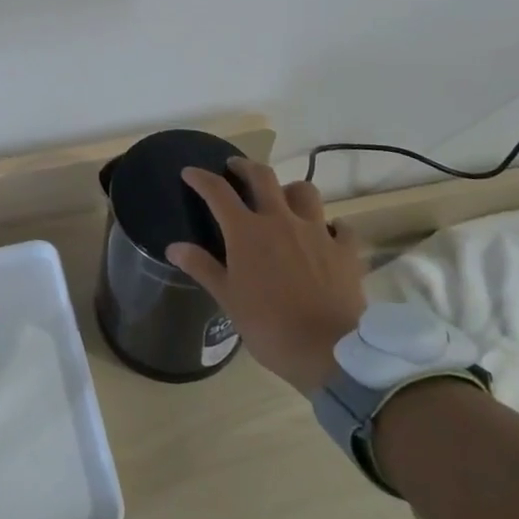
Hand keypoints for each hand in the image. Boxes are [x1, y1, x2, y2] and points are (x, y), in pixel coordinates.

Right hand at [169, 158, 367, 393]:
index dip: (201, 178)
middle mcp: (281, 221)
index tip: (190, 172)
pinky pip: (341, 227)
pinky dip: (332, 226)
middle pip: (262, 177)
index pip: (218, 192)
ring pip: (305, 191)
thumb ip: (202, 267)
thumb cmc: (269, 327)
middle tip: (235, 167)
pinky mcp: (345, 251)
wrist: (329, 352)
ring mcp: (317, 232)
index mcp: (247, 232)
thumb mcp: (228, 299)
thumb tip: (174, 246)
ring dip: (290, 189)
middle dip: (245, 166)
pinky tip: (328, 234)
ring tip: (284, 198)